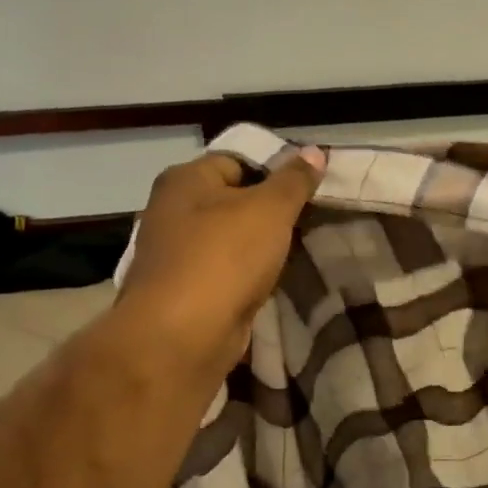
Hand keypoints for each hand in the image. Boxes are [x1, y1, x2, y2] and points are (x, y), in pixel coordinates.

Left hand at [117, 147, 325, 385]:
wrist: (182, 336)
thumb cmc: (224, 257)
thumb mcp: (270, 209)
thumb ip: (294, 180)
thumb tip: (314, 150)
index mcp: (185, 179)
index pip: (238, 159)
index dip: (276, 168)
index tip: (312, 186)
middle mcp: (173, 210)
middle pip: (234, 198)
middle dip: (272, 210)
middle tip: (312, 217)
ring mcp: (176, 253)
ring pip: (232, 238)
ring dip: (262, 245)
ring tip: (301, 248)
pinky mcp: (185, 291)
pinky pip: (227, 271)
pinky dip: (249, 274)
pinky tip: (276, 279)